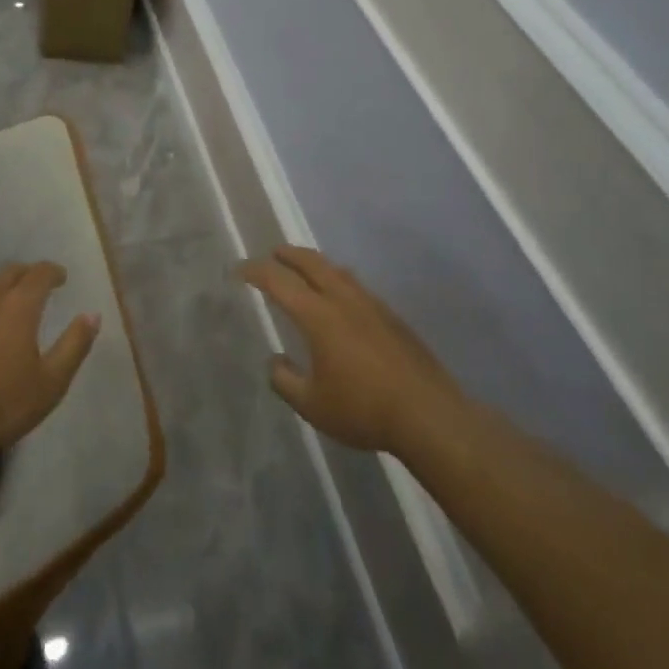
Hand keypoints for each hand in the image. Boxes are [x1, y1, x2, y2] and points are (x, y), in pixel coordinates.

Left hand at [0, 261, 99, 469]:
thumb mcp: (50, 383)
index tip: (61, 277)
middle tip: (35, 288)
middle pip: (8, 273)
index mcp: (18, 305)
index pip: (40, 273)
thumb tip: (93, 314)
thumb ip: (74, 344)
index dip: (53, 271)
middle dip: (25, 275)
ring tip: (2, 312)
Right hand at [240, 245, 466, 455]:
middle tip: (272, 254)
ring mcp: (371, 304)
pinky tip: (341, 299)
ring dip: (315, 264)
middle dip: (288, 254)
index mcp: (319, 315)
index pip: (279, 281)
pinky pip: (356, 286)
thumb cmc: (363, 409)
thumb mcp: (313, 405)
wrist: (428, 414)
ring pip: (337, 270)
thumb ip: (286, 381)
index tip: (240, 270)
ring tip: (305, 270)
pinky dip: (338, 280)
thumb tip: (275, 362)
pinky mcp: (392, 316)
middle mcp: (344, 299)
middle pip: (311, 262)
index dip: (256, 271)